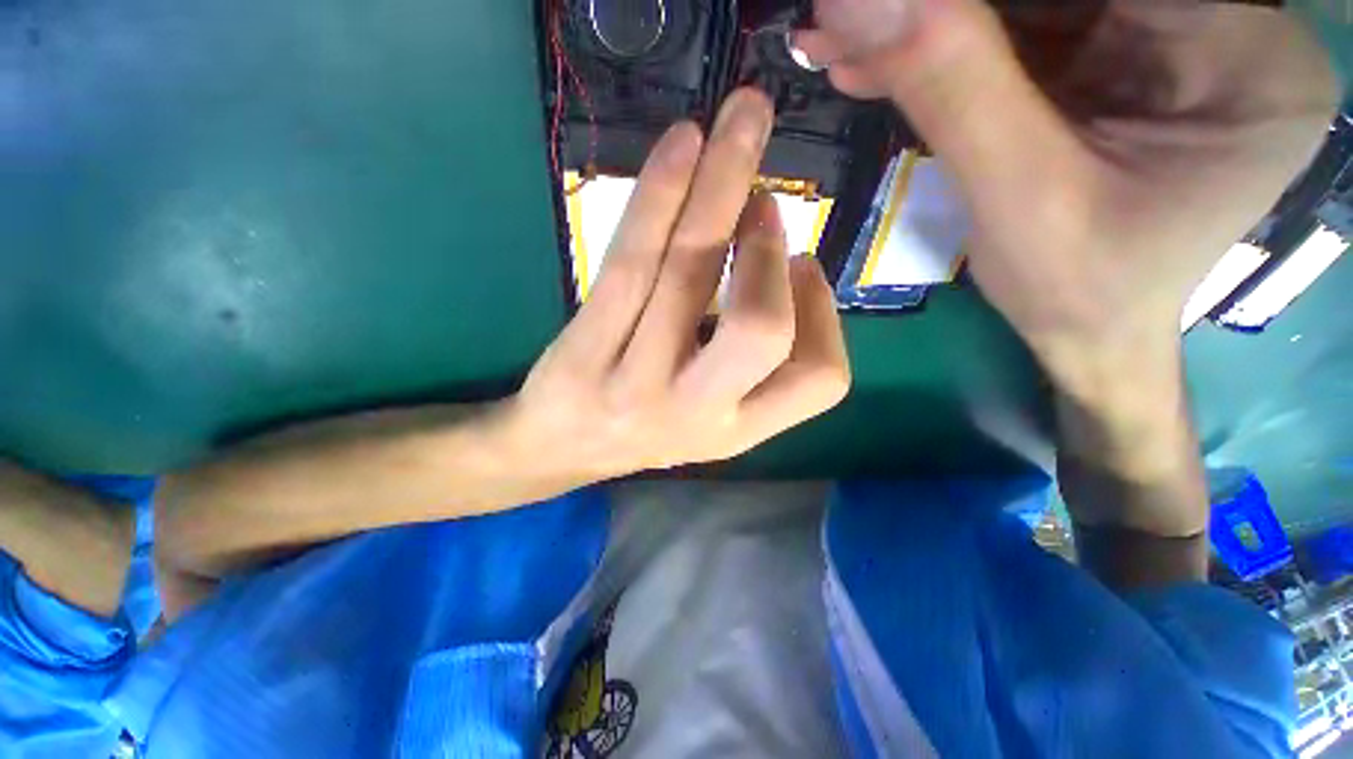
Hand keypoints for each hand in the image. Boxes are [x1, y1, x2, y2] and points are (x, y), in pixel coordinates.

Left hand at [501, 89, 850, 482]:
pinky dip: (660, 194)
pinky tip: (683, 145)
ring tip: (738, 127)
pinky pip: (630, 263)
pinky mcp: (585, 351)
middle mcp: (696, 413)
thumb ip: (753, 362)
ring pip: (689, 272)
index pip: (819, 379)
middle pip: (760, 328)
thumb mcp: (710, 416)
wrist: (556, 451)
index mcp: (738, 432)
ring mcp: (636, 383)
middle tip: (765, 200)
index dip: (826, 315)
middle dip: (769, 250)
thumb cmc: (641, 428)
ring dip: (722, 184)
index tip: (799, 266)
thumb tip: (783, 267)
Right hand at [797, 0, 1337, 392]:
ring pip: (1031, 4)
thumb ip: (952, 89)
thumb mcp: (1018, 197)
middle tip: (848, 20)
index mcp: (1243, 54)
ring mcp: (1167, 36)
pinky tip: (874, 62)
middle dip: (945, 7)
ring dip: (928, 23)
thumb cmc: (1078, 291)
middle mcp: (1222, 25)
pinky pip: (1019, 33)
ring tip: (842, 42)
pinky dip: (941, 47)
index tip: (876, 3)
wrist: (1087, 332)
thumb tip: (857, 0)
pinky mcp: (1114, 59)